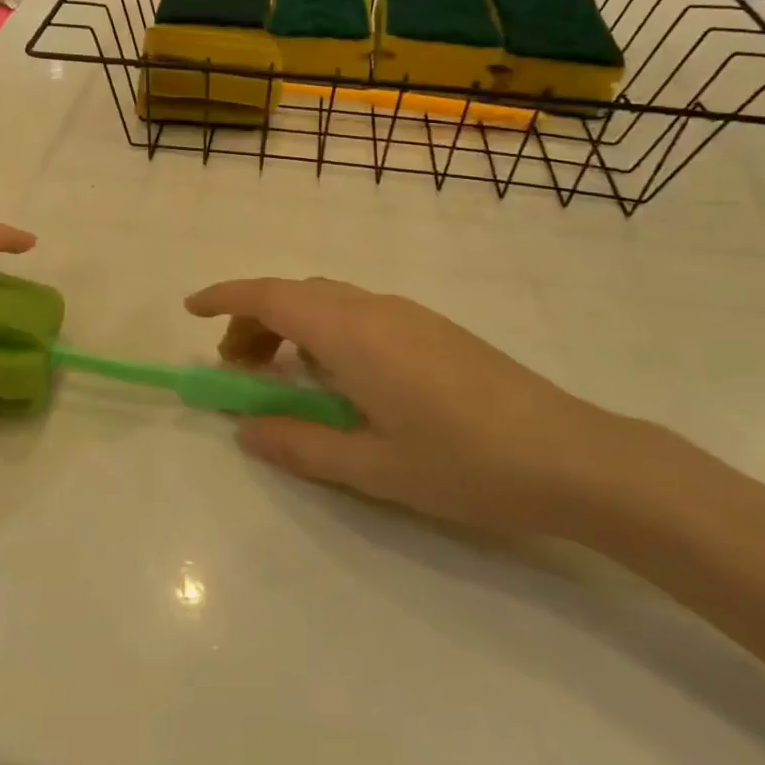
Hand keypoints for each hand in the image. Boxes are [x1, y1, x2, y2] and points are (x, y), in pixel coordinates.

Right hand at [185, 277, 633, 536]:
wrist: (573, 455)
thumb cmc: (465, 463)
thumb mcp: (373, 468)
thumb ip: (301, 446)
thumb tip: (245, 429)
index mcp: (350, 333)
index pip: (269, 296)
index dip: (224, 297)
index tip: (191, 309)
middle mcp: (373, 308)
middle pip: (294, 296)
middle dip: (253, 321)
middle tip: (236, 369)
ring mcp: (407, 314)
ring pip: (327, 302)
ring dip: (291, 327)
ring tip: (283, 378)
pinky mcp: (432, 328)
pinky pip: (358, 313)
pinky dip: (325, 332)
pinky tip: (340, 381)